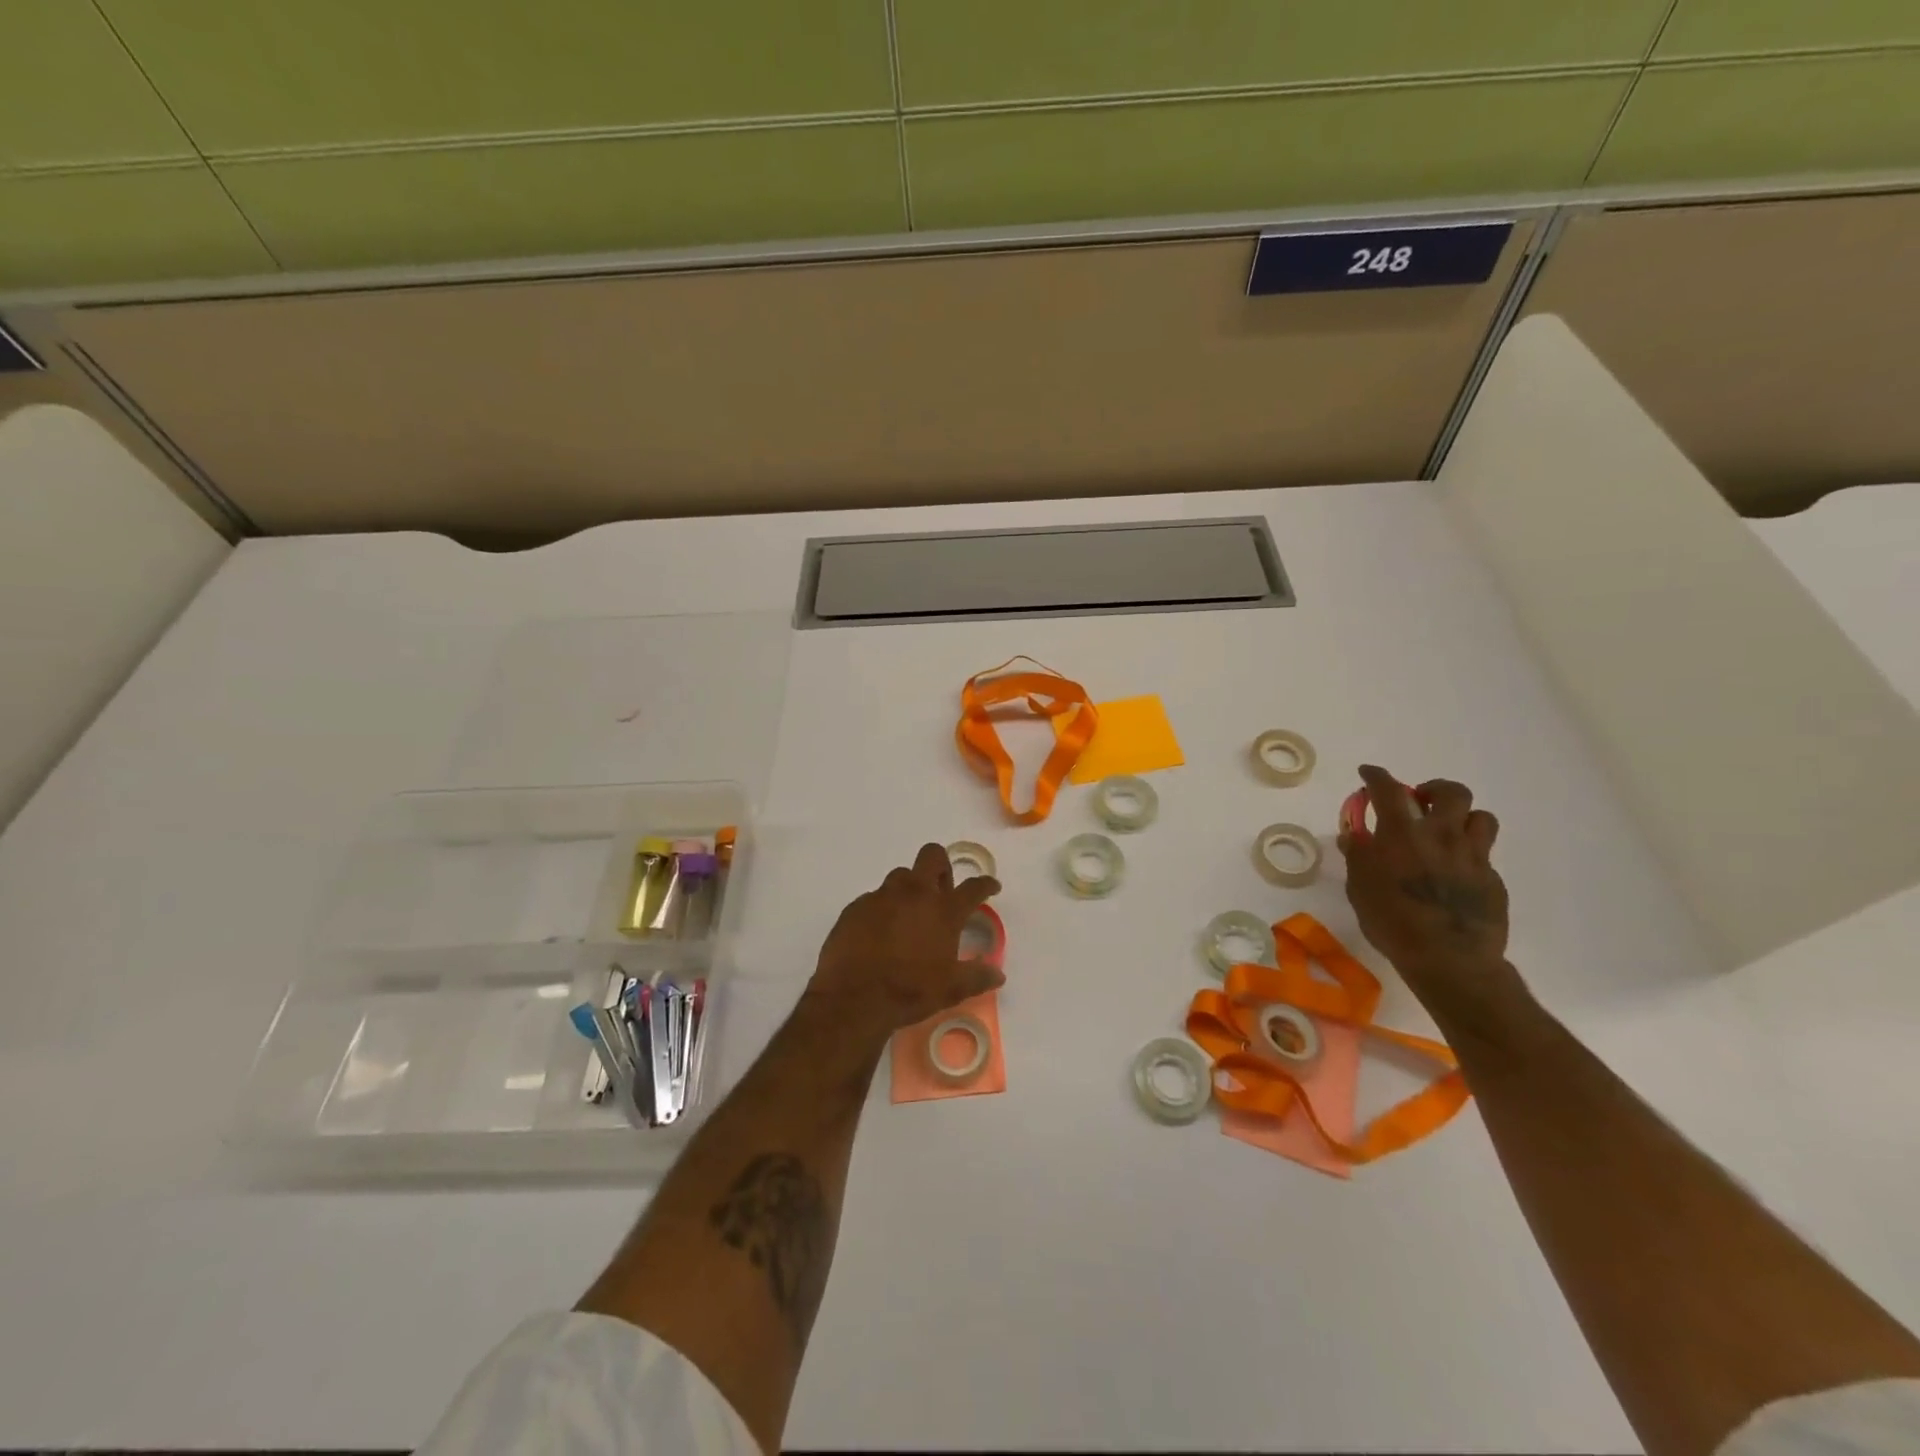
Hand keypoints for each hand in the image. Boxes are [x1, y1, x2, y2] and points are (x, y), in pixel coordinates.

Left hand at [807, 844, 1004, 1034]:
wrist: (852, 998)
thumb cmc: (909, 991)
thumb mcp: (951, 989)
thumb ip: (977, 977)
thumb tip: (998, 974)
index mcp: (944, 910)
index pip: (973, 887)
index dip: (986, 884)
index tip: (991, 886)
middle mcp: (914, 893)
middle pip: (932, 855)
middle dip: (941, 866)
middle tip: (942, 891)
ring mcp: (882, 896)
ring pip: (901, 875)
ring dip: (910, 888)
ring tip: (908, 914)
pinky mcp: (856, 906)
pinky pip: (874, 897)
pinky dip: (882, 908)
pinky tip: (879, 931)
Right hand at [1338, 765, 1517, 1014]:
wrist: (1450, 960)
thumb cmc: (1393, 922)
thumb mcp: (1359, 888)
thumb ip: (1358, 856)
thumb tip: (1353, 835)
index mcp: (1402, 834)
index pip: (1388, 789)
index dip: (1376, 776)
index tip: (1369, 773)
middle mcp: (1441, 835)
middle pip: (1451, 792)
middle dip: (1434, 789)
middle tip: (1420, 802)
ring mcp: (1473, 856)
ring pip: (1481, 817)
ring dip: (1462, 817)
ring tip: (1446, 831)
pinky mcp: (1493, 879)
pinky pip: (1484, 853)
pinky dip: (1468, 852)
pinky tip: (1455, 871)